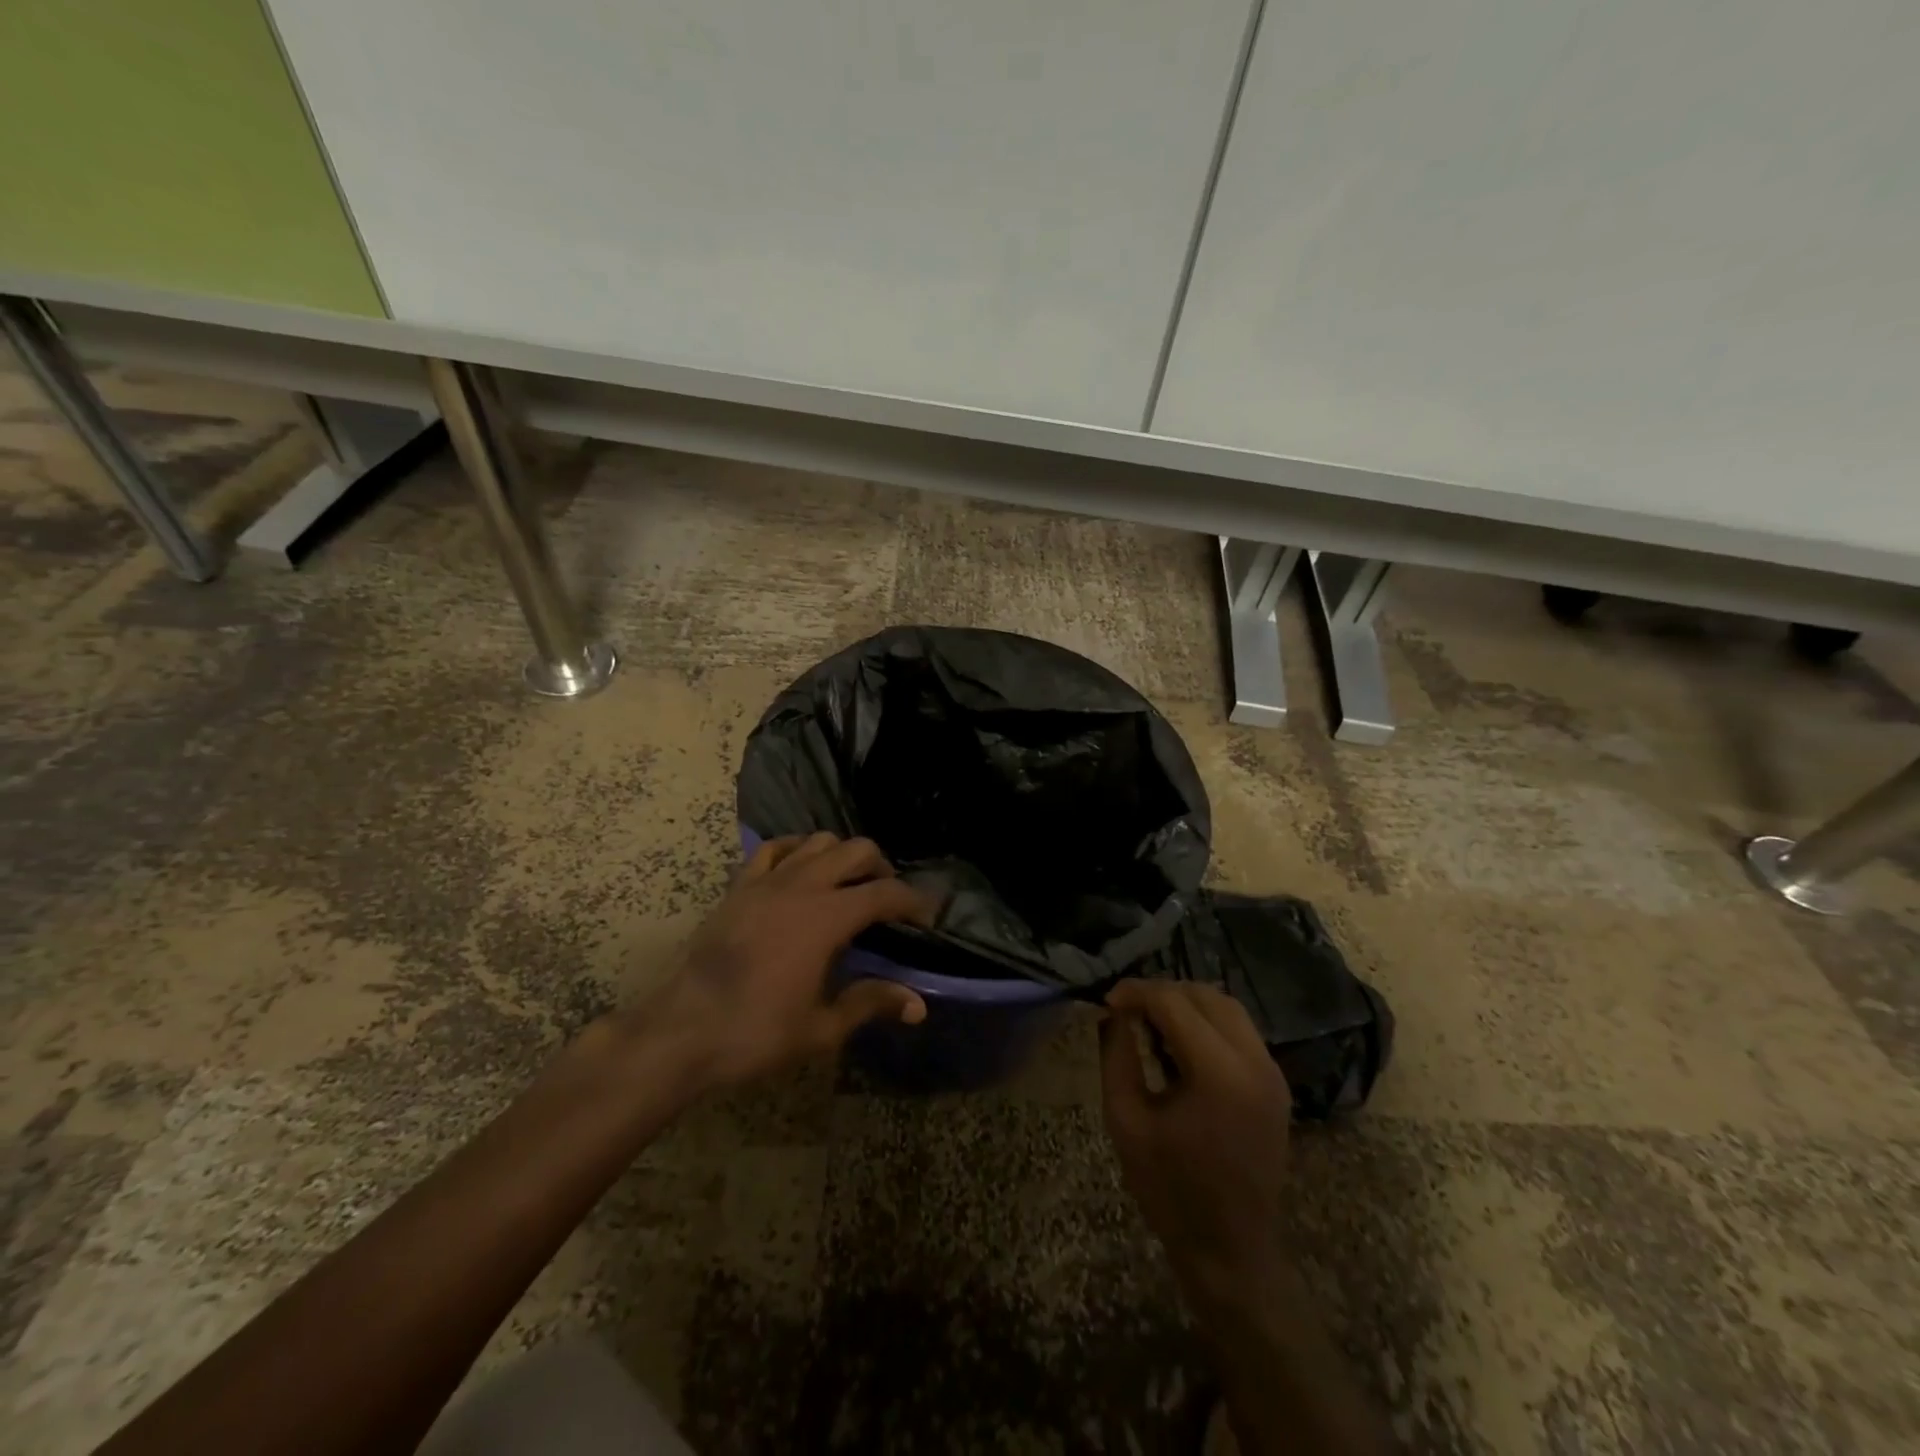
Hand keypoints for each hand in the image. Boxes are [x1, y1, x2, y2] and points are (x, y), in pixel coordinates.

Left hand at [633, 833, 934, 1091]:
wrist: (680, 1032)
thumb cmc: (754, 1033)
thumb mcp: (821, 1028)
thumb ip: (870, 1004)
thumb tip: (918, 1004)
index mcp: (826, 918)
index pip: (884, 894)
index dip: (913, 901)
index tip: (928, 916)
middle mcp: (801, 886)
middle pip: (855, 851)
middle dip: (881, 868)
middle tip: (888, 900)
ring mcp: (766, 881)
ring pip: (817, 841)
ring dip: (841, 856)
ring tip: (847, 884)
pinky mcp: (739, 887)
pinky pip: (773, 849)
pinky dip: (796, 850)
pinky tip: (801, 871)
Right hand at [1101, 980, 1292, 1305]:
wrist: (1231, 1251)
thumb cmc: (1169, 1190)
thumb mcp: (1125, 1119)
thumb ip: (1117, 1056)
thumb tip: (1112, 1013)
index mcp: (1218, 1072)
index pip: (1173, 1002)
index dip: (1135, 992)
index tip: (1106, 1000)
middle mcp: (1254, 1061)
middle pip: (1204, 994)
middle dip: (1161, 992)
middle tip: (1126, 1009)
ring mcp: (1272, 1072)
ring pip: (1227, 1006)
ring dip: (1187, 1002)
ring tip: (1151, 1021)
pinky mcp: (1276, 1083)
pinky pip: (1240, 1030)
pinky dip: (1208, 1022)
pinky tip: (1180, 1042)